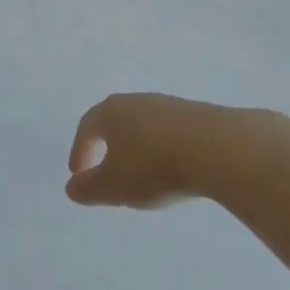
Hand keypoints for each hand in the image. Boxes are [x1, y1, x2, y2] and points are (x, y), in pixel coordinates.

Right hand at [65, 93, 255, 208]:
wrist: (218, 149)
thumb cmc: (154, 166)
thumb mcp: (114, 186)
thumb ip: (89, 188)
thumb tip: (71, 187)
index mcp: (111, 112)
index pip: (87, 127)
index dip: (80, 150)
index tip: (78, 173)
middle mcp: (137, 101)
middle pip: (115, 121)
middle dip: (108, 145)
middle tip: (107, 170)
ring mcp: (169, 105)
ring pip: (145, 126)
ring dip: (138, 148)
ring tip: (143, 175)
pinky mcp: (198, 115)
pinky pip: (170, 133)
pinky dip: (164, 149)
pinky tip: (174, 169)